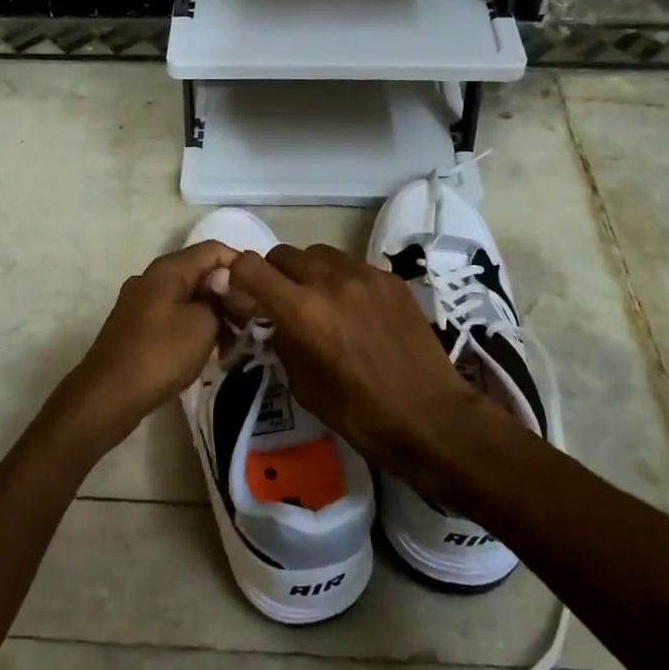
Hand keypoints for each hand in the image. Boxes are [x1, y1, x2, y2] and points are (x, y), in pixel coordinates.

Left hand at [45, 240, 238, 459]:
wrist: (108, 396)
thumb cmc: (160, 354)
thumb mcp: (204, 325)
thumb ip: (221, 300)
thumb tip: (225, 290)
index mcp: (167, 269)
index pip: (213, 249)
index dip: (240, 264)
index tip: (261, 290)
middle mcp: (151, 278)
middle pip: (198, 272)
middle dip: (227, 292)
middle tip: (252, 318)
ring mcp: (140, 303)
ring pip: (186, 296)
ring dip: (212, 312)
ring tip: (234, 338)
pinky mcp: (136, 327)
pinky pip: (172, 316)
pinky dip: (193, 326)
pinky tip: (208, 349)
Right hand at [227, 245, 489, 471]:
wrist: (430, 416)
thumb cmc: (359, 413)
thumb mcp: (303, 385)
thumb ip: (281, 340)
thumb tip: (270, 319)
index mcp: (302, 311)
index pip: (250, 266)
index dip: (238, 275)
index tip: (242, 292)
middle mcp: (330, 281)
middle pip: (283, 254)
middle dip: (274, 273)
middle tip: (282, 300)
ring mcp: (364, 275)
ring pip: (318, 253)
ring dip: (308, 271)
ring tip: (319, 299)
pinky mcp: (390, 278)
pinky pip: (352, 264)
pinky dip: (341, 279)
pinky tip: (354, 307)